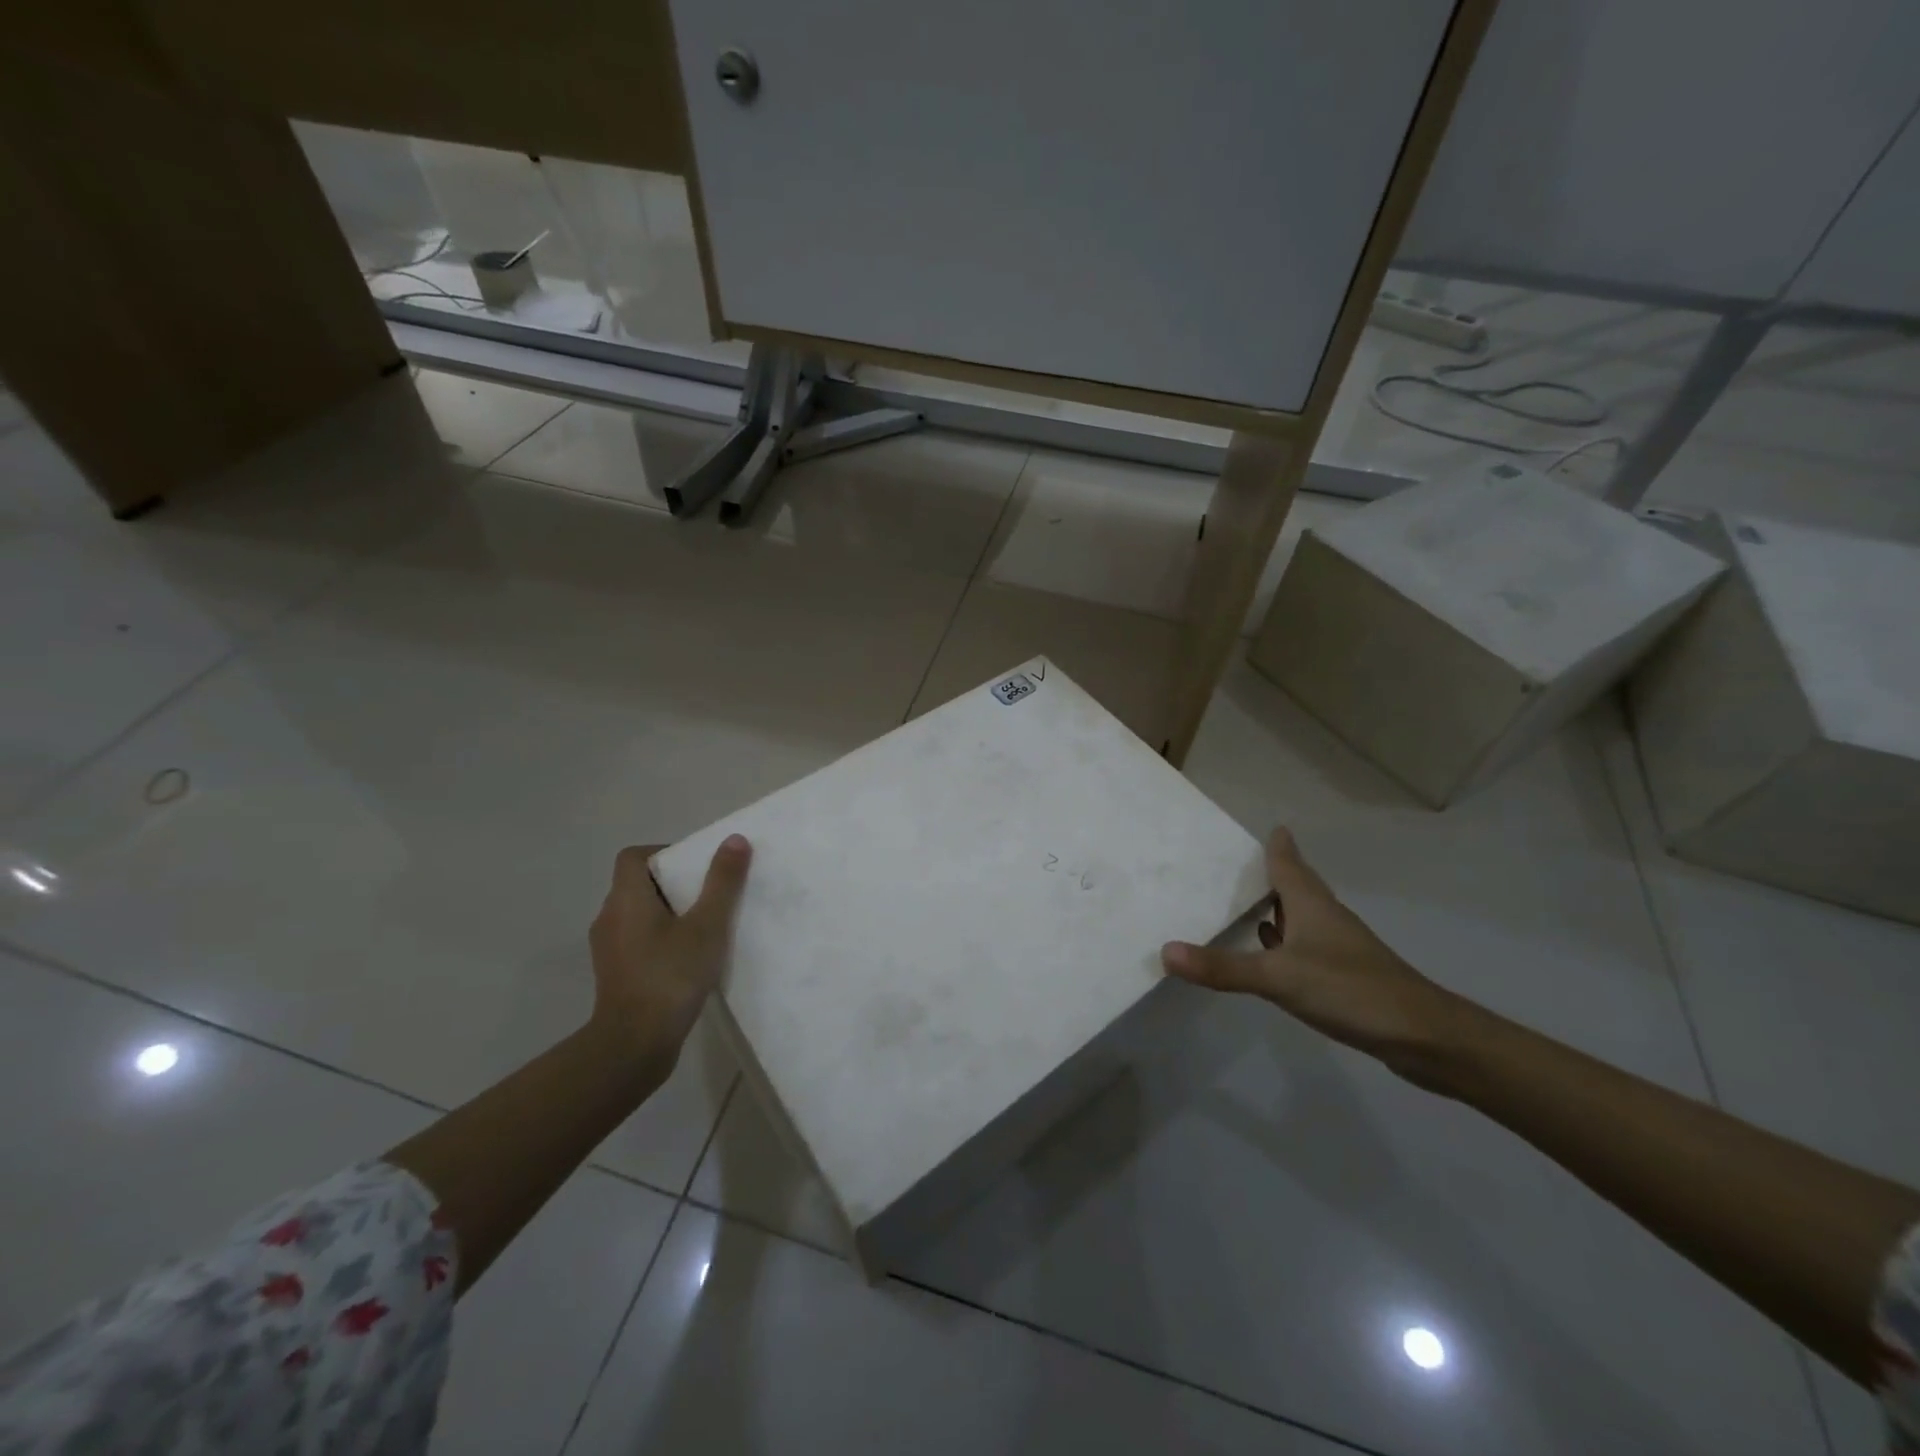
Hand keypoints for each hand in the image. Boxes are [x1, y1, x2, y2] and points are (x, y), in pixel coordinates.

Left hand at [587, 835, 751, 1069]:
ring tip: (703, 927)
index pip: (633, 857)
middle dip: (674, 884)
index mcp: (626, 899)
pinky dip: (660, 939)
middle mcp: (609, 918)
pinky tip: (688, 959)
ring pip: (638, 915)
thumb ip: (722, 882)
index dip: (664, 853)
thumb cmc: (670, 976)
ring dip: (668, 914)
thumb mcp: (707, 926)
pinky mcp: (615, 975)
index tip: (696, 868)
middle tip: (709, 895)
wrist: (634, 1045)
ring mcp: (608, 949)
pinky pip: (637, 941)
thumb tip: (735, 839)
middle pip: (638, 884)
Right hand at [1160, 828, 1465, 1086]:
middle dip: (1271, 874)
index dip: (1278, 845)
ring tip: (1244, 903)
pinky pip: (1304, 946)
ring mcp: (1338, 949)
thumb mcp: (1279, 977)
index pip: (1289, 864)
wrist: (1423, 1037)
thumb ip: (1223, 967)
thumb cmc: (1351, 990)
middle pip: (1296, 887)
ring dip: (1275, 909)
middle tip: (1237, 865)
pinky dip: (1282, 942)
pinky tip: (1269, 953)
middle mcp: (1325, 919)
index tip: (1270, 826)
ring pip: (1300, 917)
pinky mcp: (1344, 976)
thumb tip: (1165, 951)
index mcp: (1312, 905)